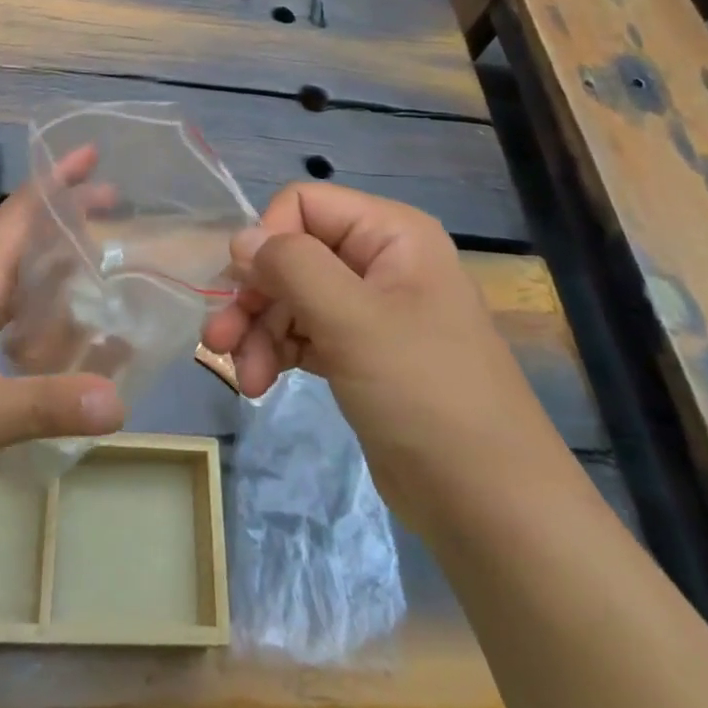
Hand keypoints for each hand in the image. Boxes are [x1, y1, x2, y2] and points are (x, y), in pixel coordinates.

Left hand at [0, 153, 126, 509]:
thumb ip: (48, 405)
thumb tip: (120, 403)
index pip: (18, 215)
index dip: (55, 181)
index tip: (90, 154)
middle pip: (20, 243)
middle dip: (65, 224)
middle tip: (113, 215)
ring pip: (10, 286)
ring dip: (50, 275)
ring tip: (93, 281)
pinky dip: (31, 324)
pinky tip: (46, 351)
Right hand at [203, 183, 531, 482]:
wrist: (488, 504)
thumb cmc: (424, 395)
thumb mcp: (353, 320)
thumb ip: (292, 266)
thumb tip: (240, 238)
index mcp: (390, 234)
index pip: (304, 204)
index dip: (267, 239)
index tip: (244, 288)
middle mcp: (379, 261)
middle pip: (292, 253)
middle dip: (253, 296)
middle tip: (218, 340)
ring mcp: (370, 309)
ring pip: (291, 296)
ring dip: (258, 331)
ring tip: (244, 377)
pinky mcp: (359, 353)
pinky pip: (303, 332)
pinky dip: (277, 352)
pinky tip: (260, 384)